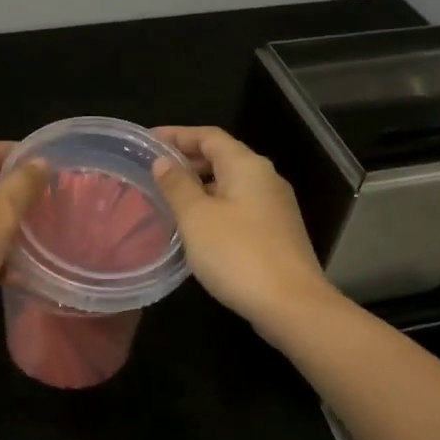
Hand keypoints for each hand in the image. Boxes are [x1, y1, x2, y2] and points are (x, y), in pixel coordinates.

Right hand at [153, 126, 336, 334]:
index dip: (177, 134)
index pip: (209, 136)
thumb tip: (163, 161)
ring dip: (200, 184)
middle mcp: (265, 178)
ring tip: (169, 196)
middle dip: (188, 158)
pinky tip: (196, 225)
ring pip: (231, 183)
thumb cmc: (238, 255)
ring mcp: (275, 207)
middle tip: (154, 170)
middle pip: (223, 156)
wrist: (292, 305)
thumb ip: (177, 186)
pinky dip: (214, 204)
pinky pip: (239, 206)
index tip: (148, 142)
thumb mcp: (197, 218)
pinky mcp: (276, 232)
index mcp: (247, 166)